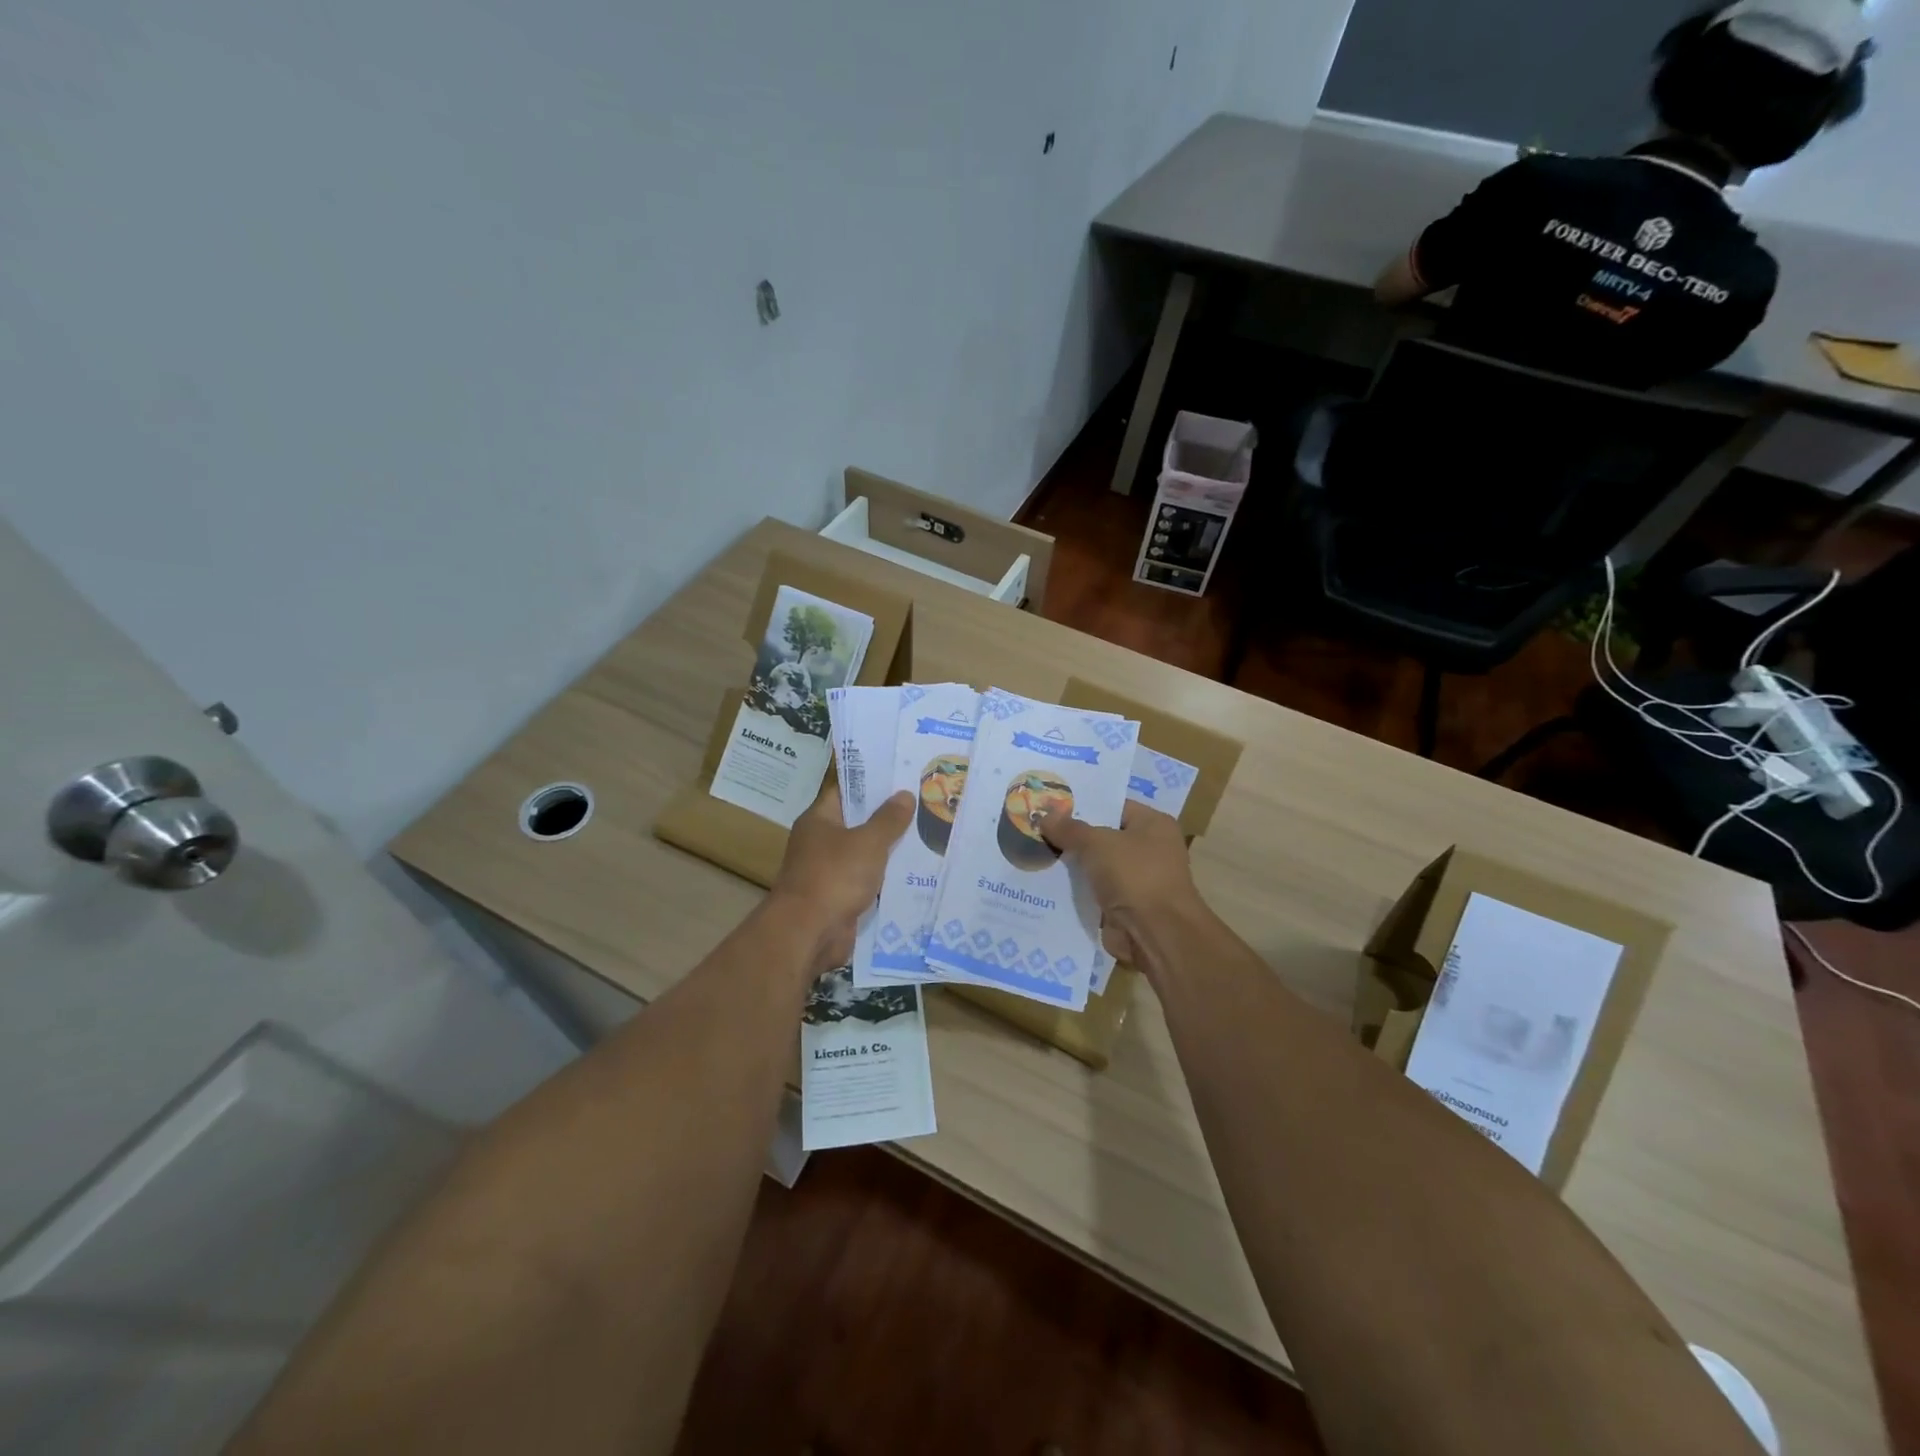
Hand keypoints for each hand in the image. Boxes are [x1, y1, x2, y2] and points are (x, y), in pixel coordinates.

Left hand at [769, 780, 913, 976]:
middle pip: (857, 822)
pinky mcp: (839, 897)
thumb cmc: (835, 876)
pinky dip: (885, 878)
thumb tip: (904, 794)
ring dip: (889, 849)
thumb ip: (888, 819)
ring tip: (927, 835)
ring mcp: (828, 871)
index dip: (872, 782)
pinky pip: (866, 880)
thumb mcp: (868, 842)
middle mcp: (820, 842)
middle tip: (923, 804)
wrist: (808, 933)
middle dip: (888, 816)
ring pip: (864, 853)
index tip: (902, 775)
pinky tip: (914, 872)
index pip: (846, 791)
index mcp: (819, 820)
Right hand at [1038, 801, 1205, 964]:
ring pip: (1096, 866)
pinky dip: (1076, 890)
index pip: (1114, 807)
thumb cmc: (1134, 875)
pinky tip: (1045, 883)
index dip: (1083, 805)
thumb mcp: (1097, 843)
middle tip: (1036, 828)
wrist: (1156, 934)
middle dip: (1072, 836)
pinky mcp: (1125, 906)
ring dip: (1071, 865)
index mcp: (1153, 824)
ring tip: (1034, 852)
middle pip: (1103, 837)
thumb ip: (1070, 829)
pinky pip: (1094, 891)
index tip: (1051, 805)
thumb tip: (1045, 816)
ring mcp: (1138, 880)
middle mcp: (1150, 849)